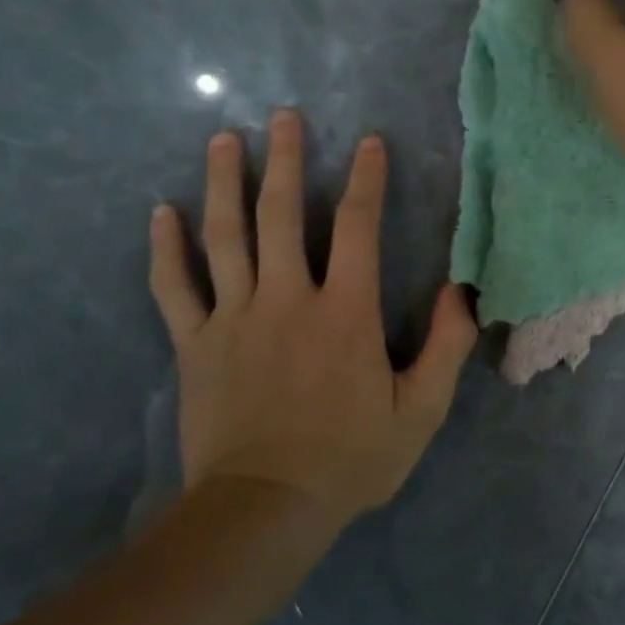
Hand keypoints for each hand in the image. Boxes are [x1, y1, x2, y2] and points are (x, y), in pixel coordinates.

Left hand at [147, 109, 476, 529]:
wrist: (264, 509)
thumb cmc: (350, 458)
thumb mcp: (421, 410)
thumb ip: (446, 346)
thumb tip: (462, 291)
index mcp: (345, 313)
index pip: (357, 229)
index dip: (366, 181)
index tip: (368, 141)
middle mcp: (287, 301)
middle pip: (281, 216)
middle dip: (285, 160)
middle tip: (282, 115)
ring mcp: (233, 319)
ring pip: (224, 237)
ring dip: (224, 183)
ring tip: (225, 139)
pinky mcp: (195, 345)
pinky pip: (175, 287)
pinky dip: (166, 248)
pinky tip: (162, 212)